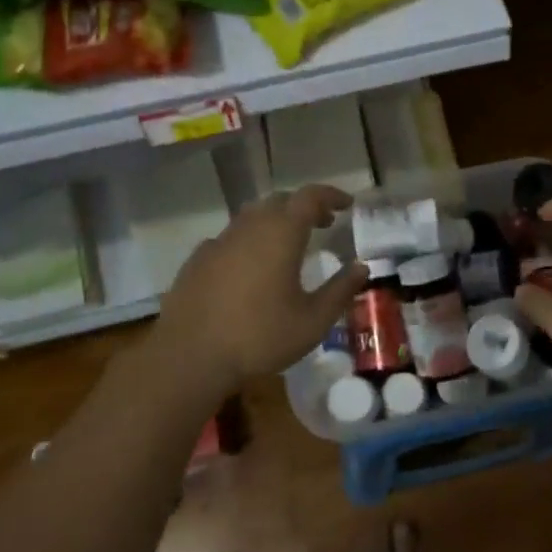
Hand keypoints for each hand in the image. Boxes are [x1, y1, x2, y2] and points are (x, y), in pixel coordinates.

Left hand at [153, 184, 369, 392]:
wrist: (189, 356)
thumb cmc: (260, 337)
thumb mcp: (312, 321)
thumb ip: (340, 290)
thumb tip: (362, 267)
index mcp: (281, 234)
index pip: (310, 197)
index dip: (331, 195)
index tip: (347, 204)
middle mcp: (249, 227)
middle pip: (280, 201)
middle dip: (305, 207)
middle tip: (323, 223)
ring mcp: (219, 241)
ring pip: (252, 216)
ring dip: (275, 221)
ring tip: (289, 245)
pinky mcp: (197, 260)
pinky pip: (230, 238)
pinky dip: (249, 241)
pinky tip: (251, 267)